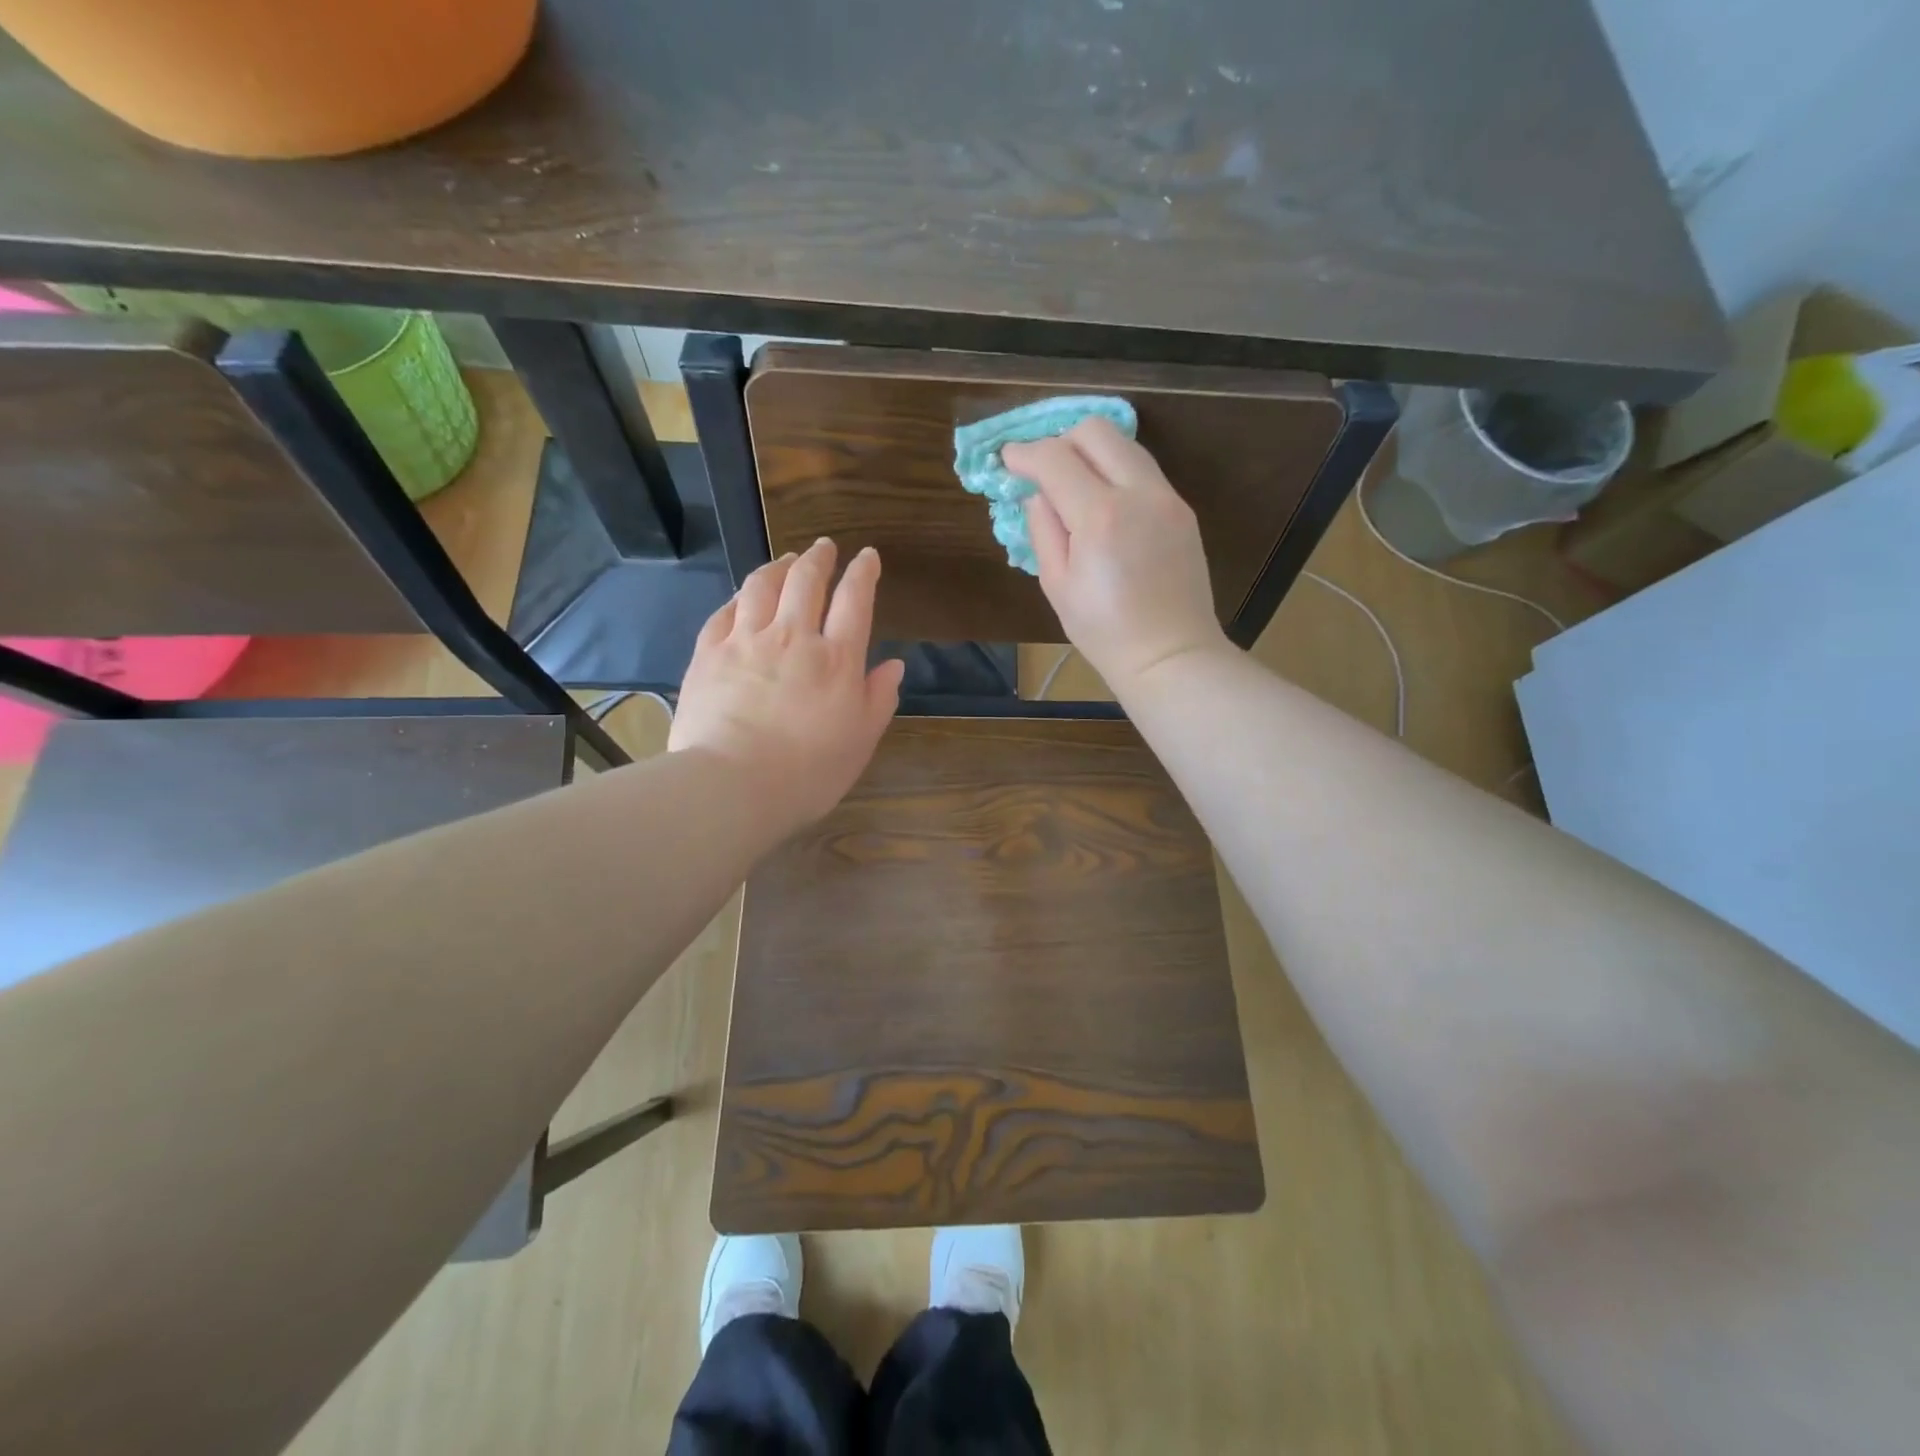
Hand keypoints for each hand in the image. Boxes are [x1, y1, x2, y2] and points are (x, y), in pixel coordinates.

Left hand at [669, 539, 903, 830]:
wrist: (731, 787)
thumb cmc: (808, 773)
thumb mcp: (860, 741)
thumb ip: (879, 699)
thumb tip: (894, 665)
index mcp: (836, 659)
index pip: (854, 600)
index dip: (862, 572)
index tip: (866, 556)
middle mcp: (792, 637)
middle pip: (806, 580)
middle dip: (818, 558)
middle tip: (824, 547)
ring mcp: (745, 641)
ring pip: (761, 586)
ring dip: (777, 567)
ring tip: (784, 560)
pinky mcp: (708, 654)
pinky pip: (724, 612)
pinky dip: (738, 598)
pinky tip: (741, 598)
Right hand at [1004, 418, 1231, 695]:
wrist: (1170, 655)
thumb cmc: (1104, 631)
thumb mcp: (1057, 585)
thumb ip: (1043, 529)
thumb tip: (1039, 494)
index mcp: (1099, 516)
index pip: (1055, 458)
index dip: (1025, 454)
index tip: (1008, 460)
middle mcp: (1138, 493)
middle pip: (1096, 431)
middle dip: (1061, 441)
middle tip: (1044, 471)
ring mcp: (1167, 498)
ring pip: (1125, 445)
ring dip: (1092, 453)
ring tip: (1073, 485)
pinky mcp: (1182, 509)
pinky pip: (1144, 471)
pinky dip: (1117, 473)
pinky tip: (1104, 505)